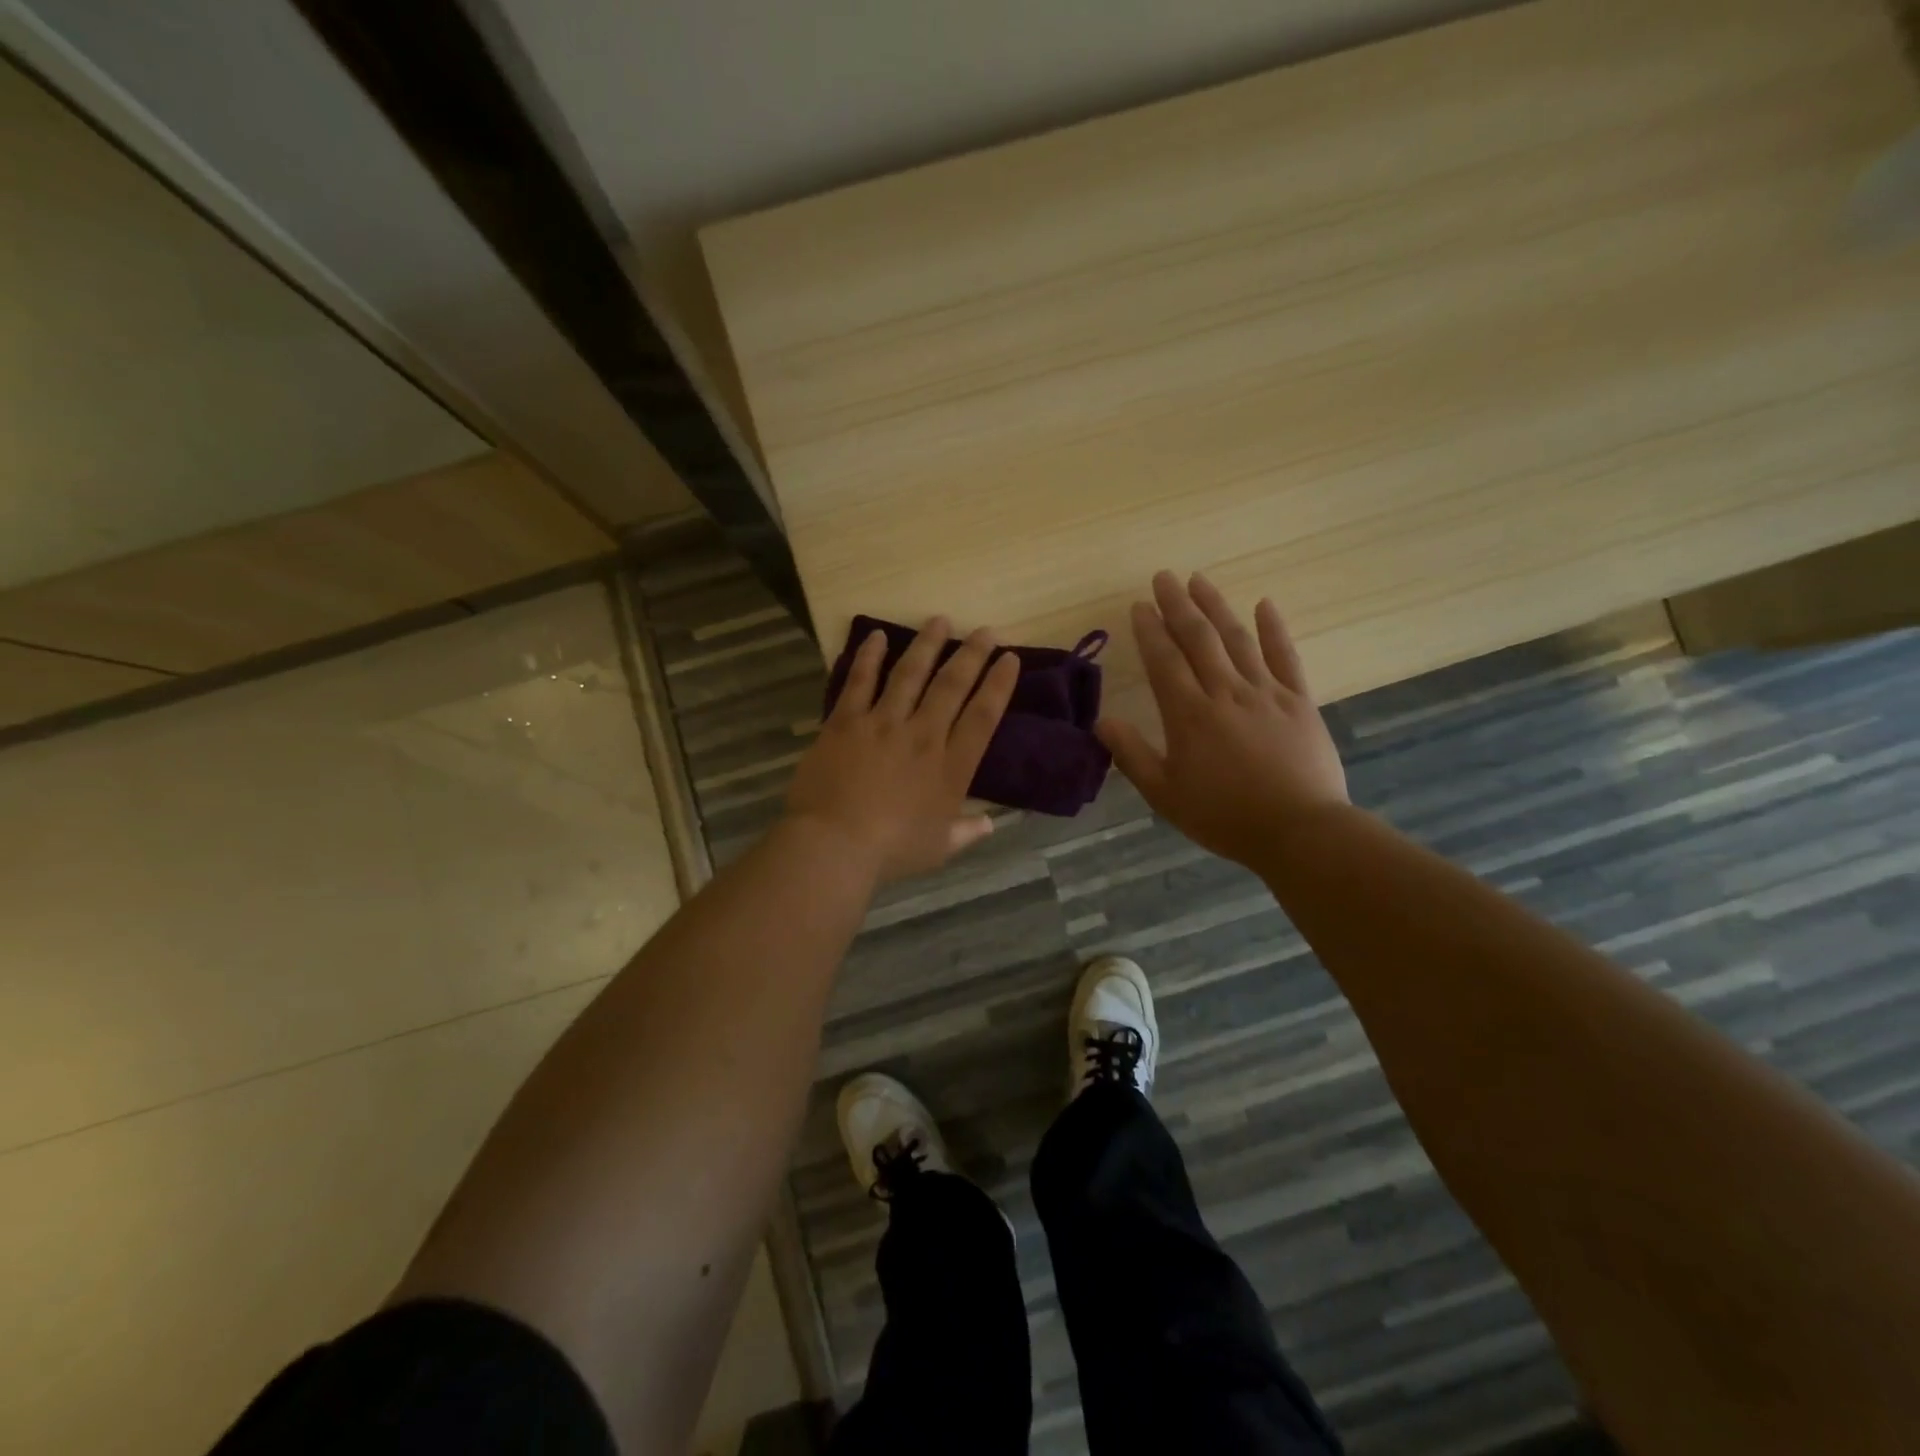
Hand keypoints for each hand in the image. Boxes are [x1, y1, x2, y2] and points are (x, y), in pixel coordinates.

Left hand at [785, 619, 1020, 882]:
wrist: (834, 844)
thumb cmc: (891, 851)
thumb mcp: (938, 848)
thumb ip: (966, 832)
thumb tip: (990, 825)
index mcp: (950, 767)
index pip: (983, 716)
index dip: (999, 685)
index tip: (1010, 658)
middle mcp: (923, 735)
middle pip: (952, 685)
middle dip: (972, 654)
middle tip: (985, 630)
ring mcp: (883, 723)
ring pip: (910, 673)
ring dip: (927, 644)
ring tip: (940, 620)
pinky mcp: (846, 721)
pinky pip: (860, 681)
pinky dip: (868, 656)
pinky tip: (876, 635)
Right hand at [1097, 572, 1348, 868]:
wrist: (1299, 831)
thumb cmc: (1224, 816)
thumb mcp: (1165, 794)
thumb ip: (1132, 755)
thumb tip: (1101, 722)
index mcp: (1189, 715)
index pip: (1164, 661)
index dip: (1150, 630)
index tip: (1140, 604)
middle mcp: (1225, 692)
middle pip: (1198, 638)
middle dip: (1178, 605)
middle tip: (1164, 577)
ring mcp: (1266, 692)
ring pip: (1237, 639)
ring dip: (1216, 606)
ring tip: (1199, 580)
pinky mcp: (1299, 700)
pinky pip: (1285, 656)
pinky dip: (1274, 629)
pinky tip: (1264, 605)